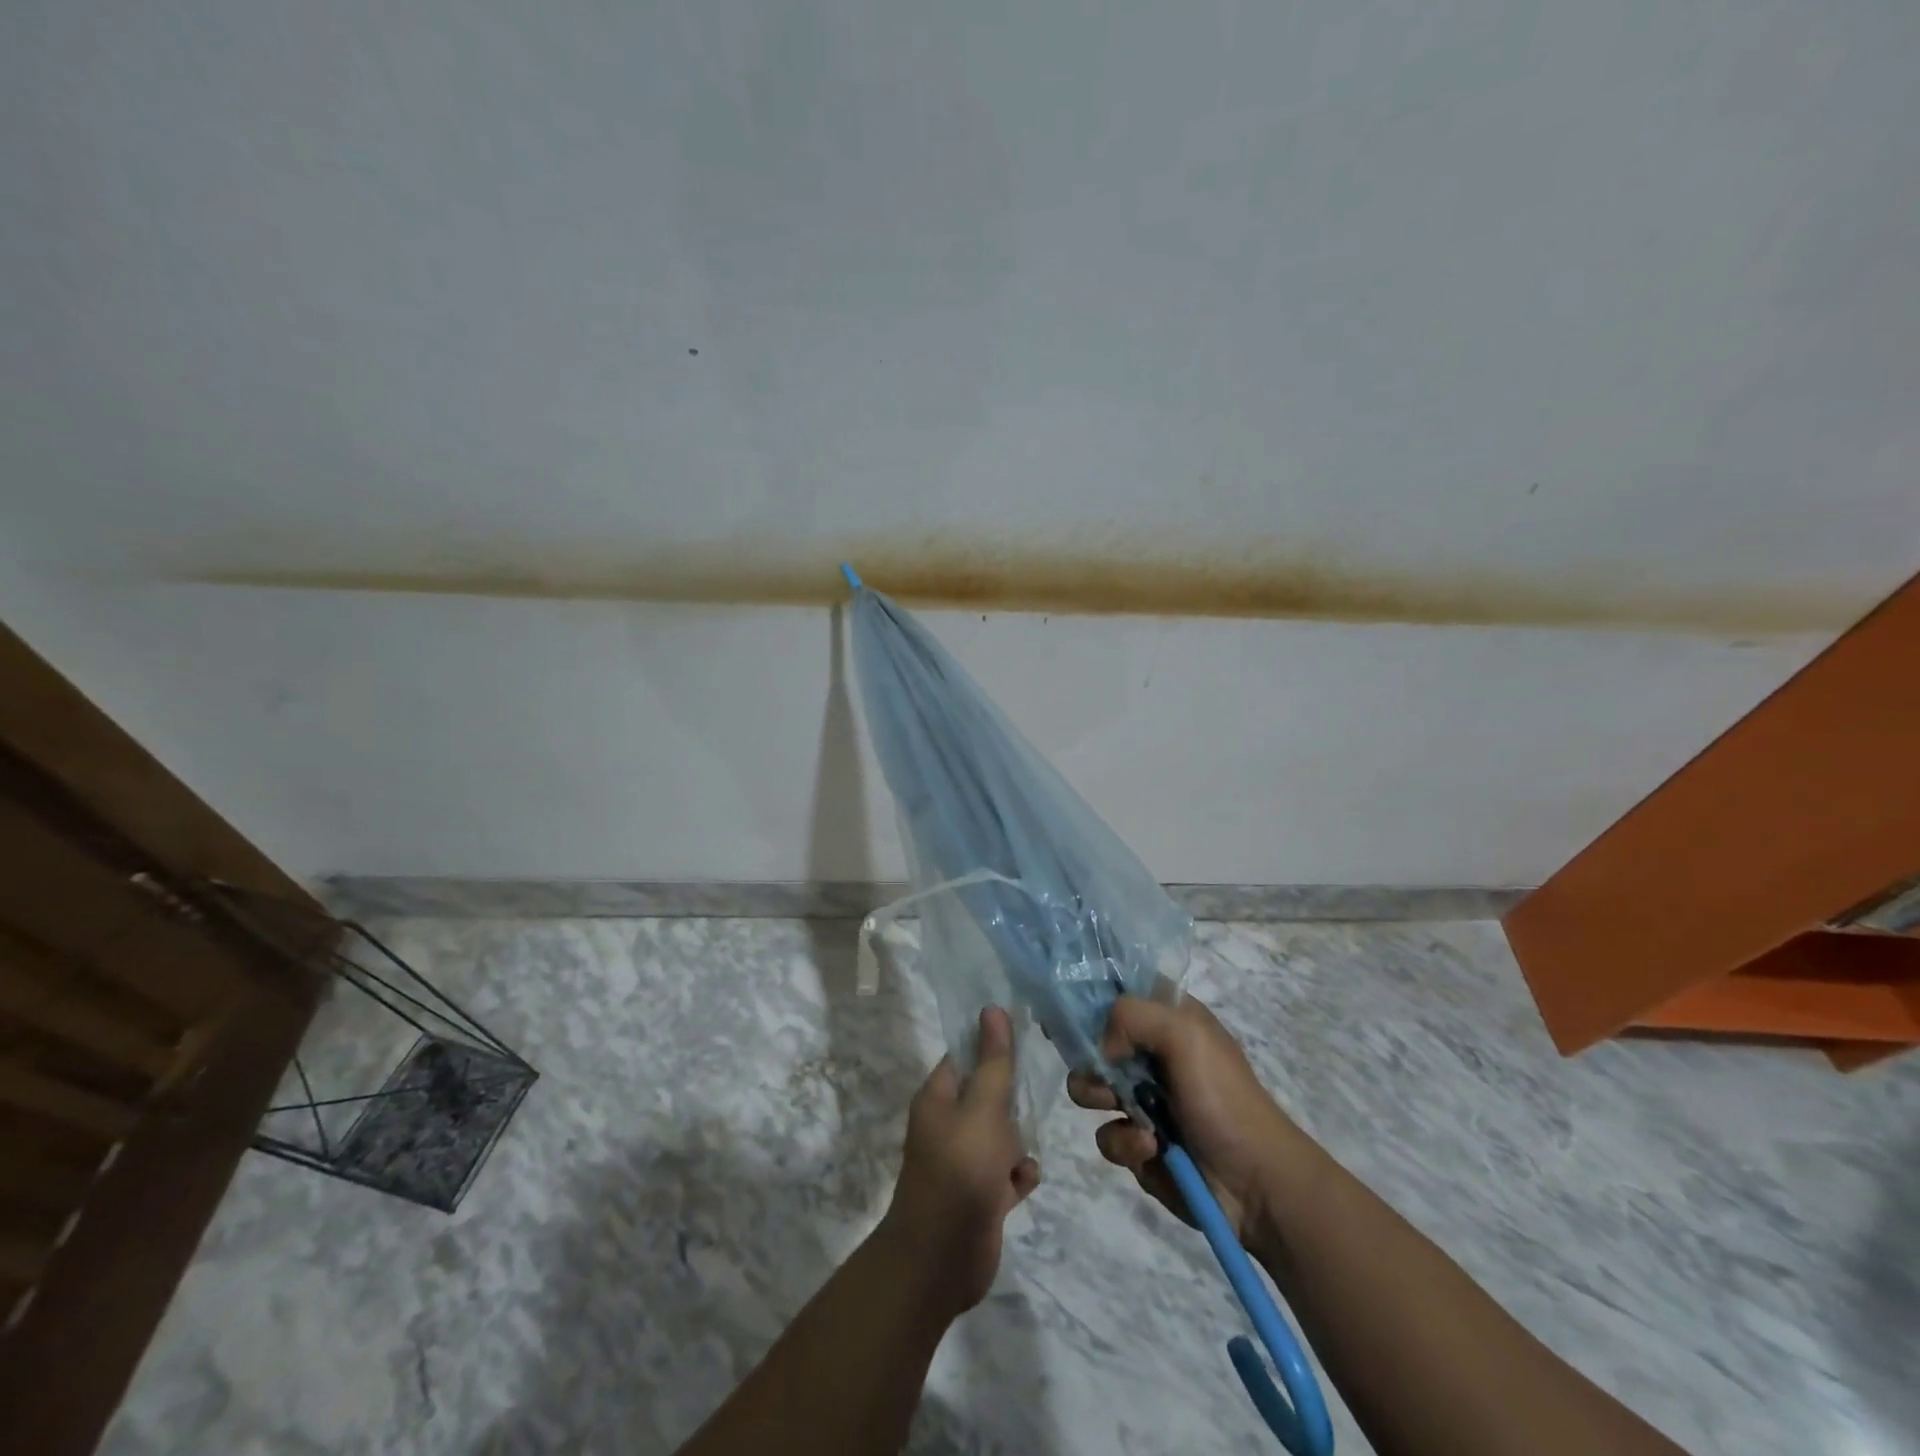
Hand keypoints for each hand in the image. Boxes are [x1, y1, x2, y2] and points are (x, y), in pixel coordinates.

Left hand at [878, 1006, 1041, 1317]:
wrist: (941, 1259)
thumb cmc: (961, 1170)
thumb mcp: (983, 1108)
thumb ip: (993, 1061)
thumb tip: (992, 1009)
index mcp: (938, 1097)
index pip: (965, 1055)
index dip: (992, 1043)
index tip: (1026, 1035)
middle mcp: (948, 1125)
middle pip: (987, 1094)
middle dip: (1011, 1096)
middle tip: (1036, 1091)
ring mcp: (963, 1161)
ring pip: (1000, 1134)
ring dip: (1018, 1139)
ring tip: (1027, 1144)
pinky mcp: (980, 1195)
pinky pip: (1006, 1172)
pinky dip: (1018, 1174)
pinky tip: (1025, 1180)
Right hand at [1068, 994, 1313, 1247]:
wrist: (1257, 1184)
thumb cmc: (1223, 1097)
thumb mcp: (1184, 1033)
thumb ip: (1131, 1015)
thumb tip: (1101, 1048)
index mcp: (1168, 1018)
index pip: (1118, 990)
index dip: (1088, 995)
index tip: (1064, 1009)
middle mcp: (1150, 1053)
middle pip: (1093, 1040)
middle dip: (1088, 1057)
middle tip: (1101, 1070)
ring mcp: (1142, 1099)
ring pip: (1090, 1088)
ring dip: (1101, 1100)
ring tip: (1129, 1114)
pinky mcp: (1138, 1143)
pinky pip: (1108, 1136)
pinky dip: (1125, 1143)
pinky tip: (1152, 1149)